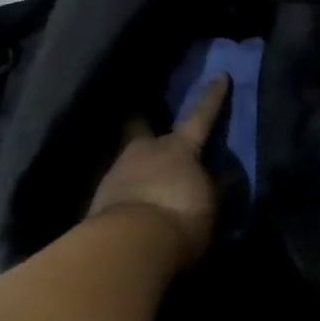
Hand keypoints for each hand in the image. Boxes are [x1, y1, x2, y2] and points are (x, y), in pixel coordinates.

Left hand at [85, 76, 227, 266]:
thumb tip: (220, 174)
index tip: (220, 75)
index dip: (212, 97)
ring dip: (138, 170)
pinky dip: (128, 194)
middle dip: (145, 127)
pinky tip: (133, 207)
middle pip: (143, 130)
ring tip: (146, 185)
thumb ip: (214, 186)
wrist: (129, 245)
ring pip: (129, 161)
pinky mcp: (98, 198)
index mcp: (179, 147)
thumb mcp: (210, 204)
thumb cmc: (180, 216)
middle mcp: (145, 150)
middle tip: (148, 130)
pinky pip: (118, 189)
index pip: (201, 116)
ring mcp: (117, 171)